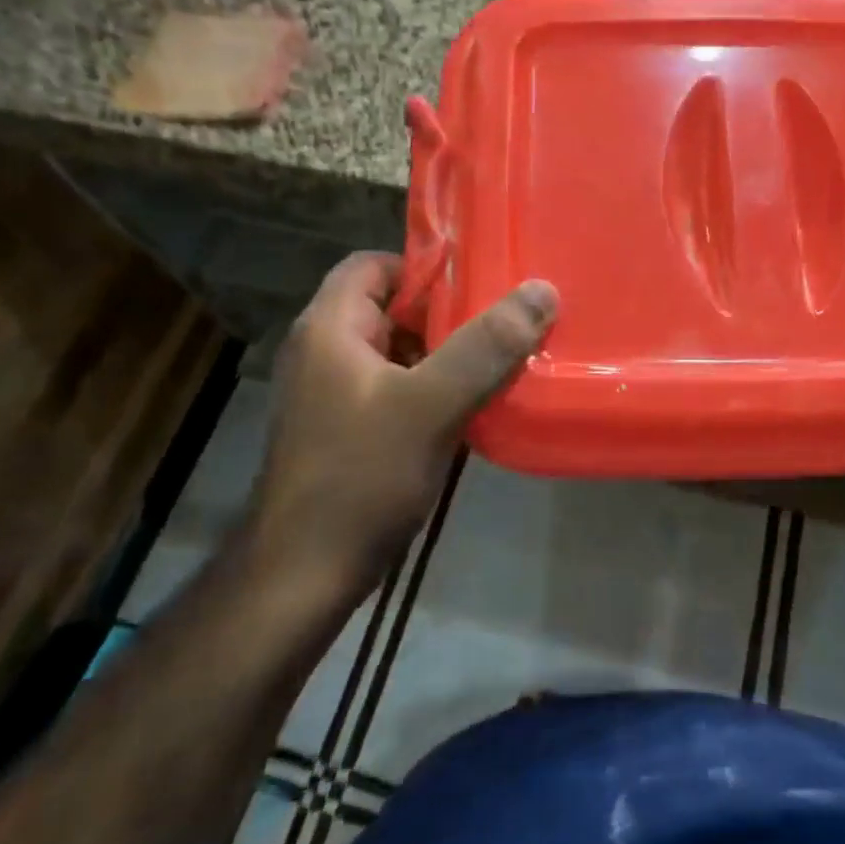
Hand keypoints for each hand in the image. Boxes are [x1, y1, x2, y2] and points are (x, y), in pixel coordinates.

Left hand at [251, 252, 557, 586]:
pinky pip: (397, 389)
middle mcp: (324, 352)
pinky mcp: (346, 430)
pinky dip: (433, 388)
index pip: (374, 264)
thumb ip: (486, 346)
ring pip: (398, 351)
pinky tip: (474, 405)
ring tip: (501, 360)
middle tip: (505, 320)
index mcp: (329, 328)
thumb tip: (541, 289)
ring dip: (446, 353)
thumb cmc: (360, 478)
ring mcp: (333, 395)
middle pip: (391, 307)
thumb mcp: (431, 405)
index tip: (481, 283)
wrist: (303, 579)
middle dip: (448, 313)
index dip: (425, 266)